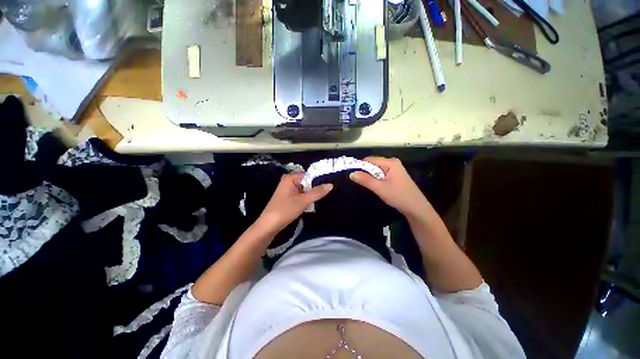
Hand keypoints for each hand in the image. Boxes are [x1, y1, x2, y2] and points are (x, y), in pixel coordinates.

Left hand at [256, 173, 332, 234]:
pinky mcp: (288, 197)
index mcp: (290, 178)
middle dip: (315, 189)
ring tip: (319, 200)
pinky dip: (306, 199)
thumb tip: (331, 184)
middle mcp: (289, 181)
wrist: (269, 225)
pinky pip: (300, 195)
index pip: (309, 175)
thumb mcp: (303, 201)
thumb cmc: (285, 210)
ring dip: (311, 195)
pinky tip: (310, 205)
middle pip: (307, 182)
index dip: (319, 180)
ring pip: (304, 189)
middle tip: (326, 194)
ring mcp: (288, 189)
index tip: (329, 186)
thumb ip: (317, 192)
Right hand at [349, 157, 430, 217]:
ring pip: (376, 169)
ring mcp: (394, 169)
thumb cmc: (398, 196)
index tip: (351, 173)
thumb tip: (351, 173)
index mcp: (390, 162)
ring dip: (369, 176)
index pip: (370, 159)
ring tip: (363, 183)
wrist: (416, 208)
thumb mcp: (379, 188)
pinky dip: (375, 178)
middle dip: (364, 171)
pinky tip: (373, 185)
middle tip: (356, 180)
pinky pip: (381, 174)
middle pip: (373, 164)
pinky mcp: (395, 176)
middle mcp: (392, 163)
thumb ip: (365, 180)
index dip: (359, 165)